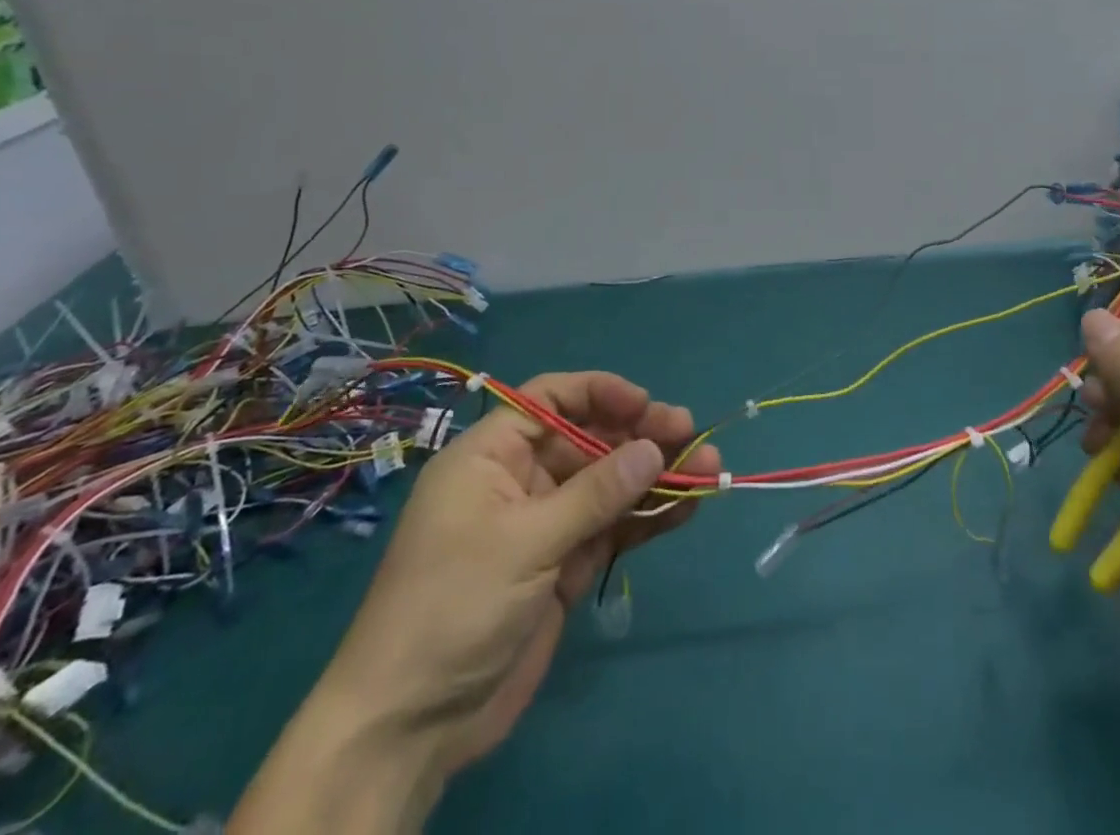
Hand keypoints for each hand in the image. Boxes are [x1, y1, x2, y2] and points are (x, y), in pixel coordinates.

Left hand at [233, 372, 718, 833]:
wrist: (411, 726)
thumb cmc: (453, 607)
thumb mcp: (524, 542)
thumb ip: (595, 493)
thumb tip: (655, 448)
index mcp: (492, 456)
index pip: (552, 399)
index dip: (600, 393)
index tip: (645, 405)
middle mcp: (521, 480)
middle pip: (591, 440)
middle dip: (641, 436)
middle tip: (691, 436)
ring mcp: (545, 524)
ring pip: (610, 484)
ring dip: (656, 477)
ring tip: (709, 471)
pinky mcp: (564, 565)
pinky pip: (612, 527)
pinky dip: (648, 516)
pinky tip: (687, 507)